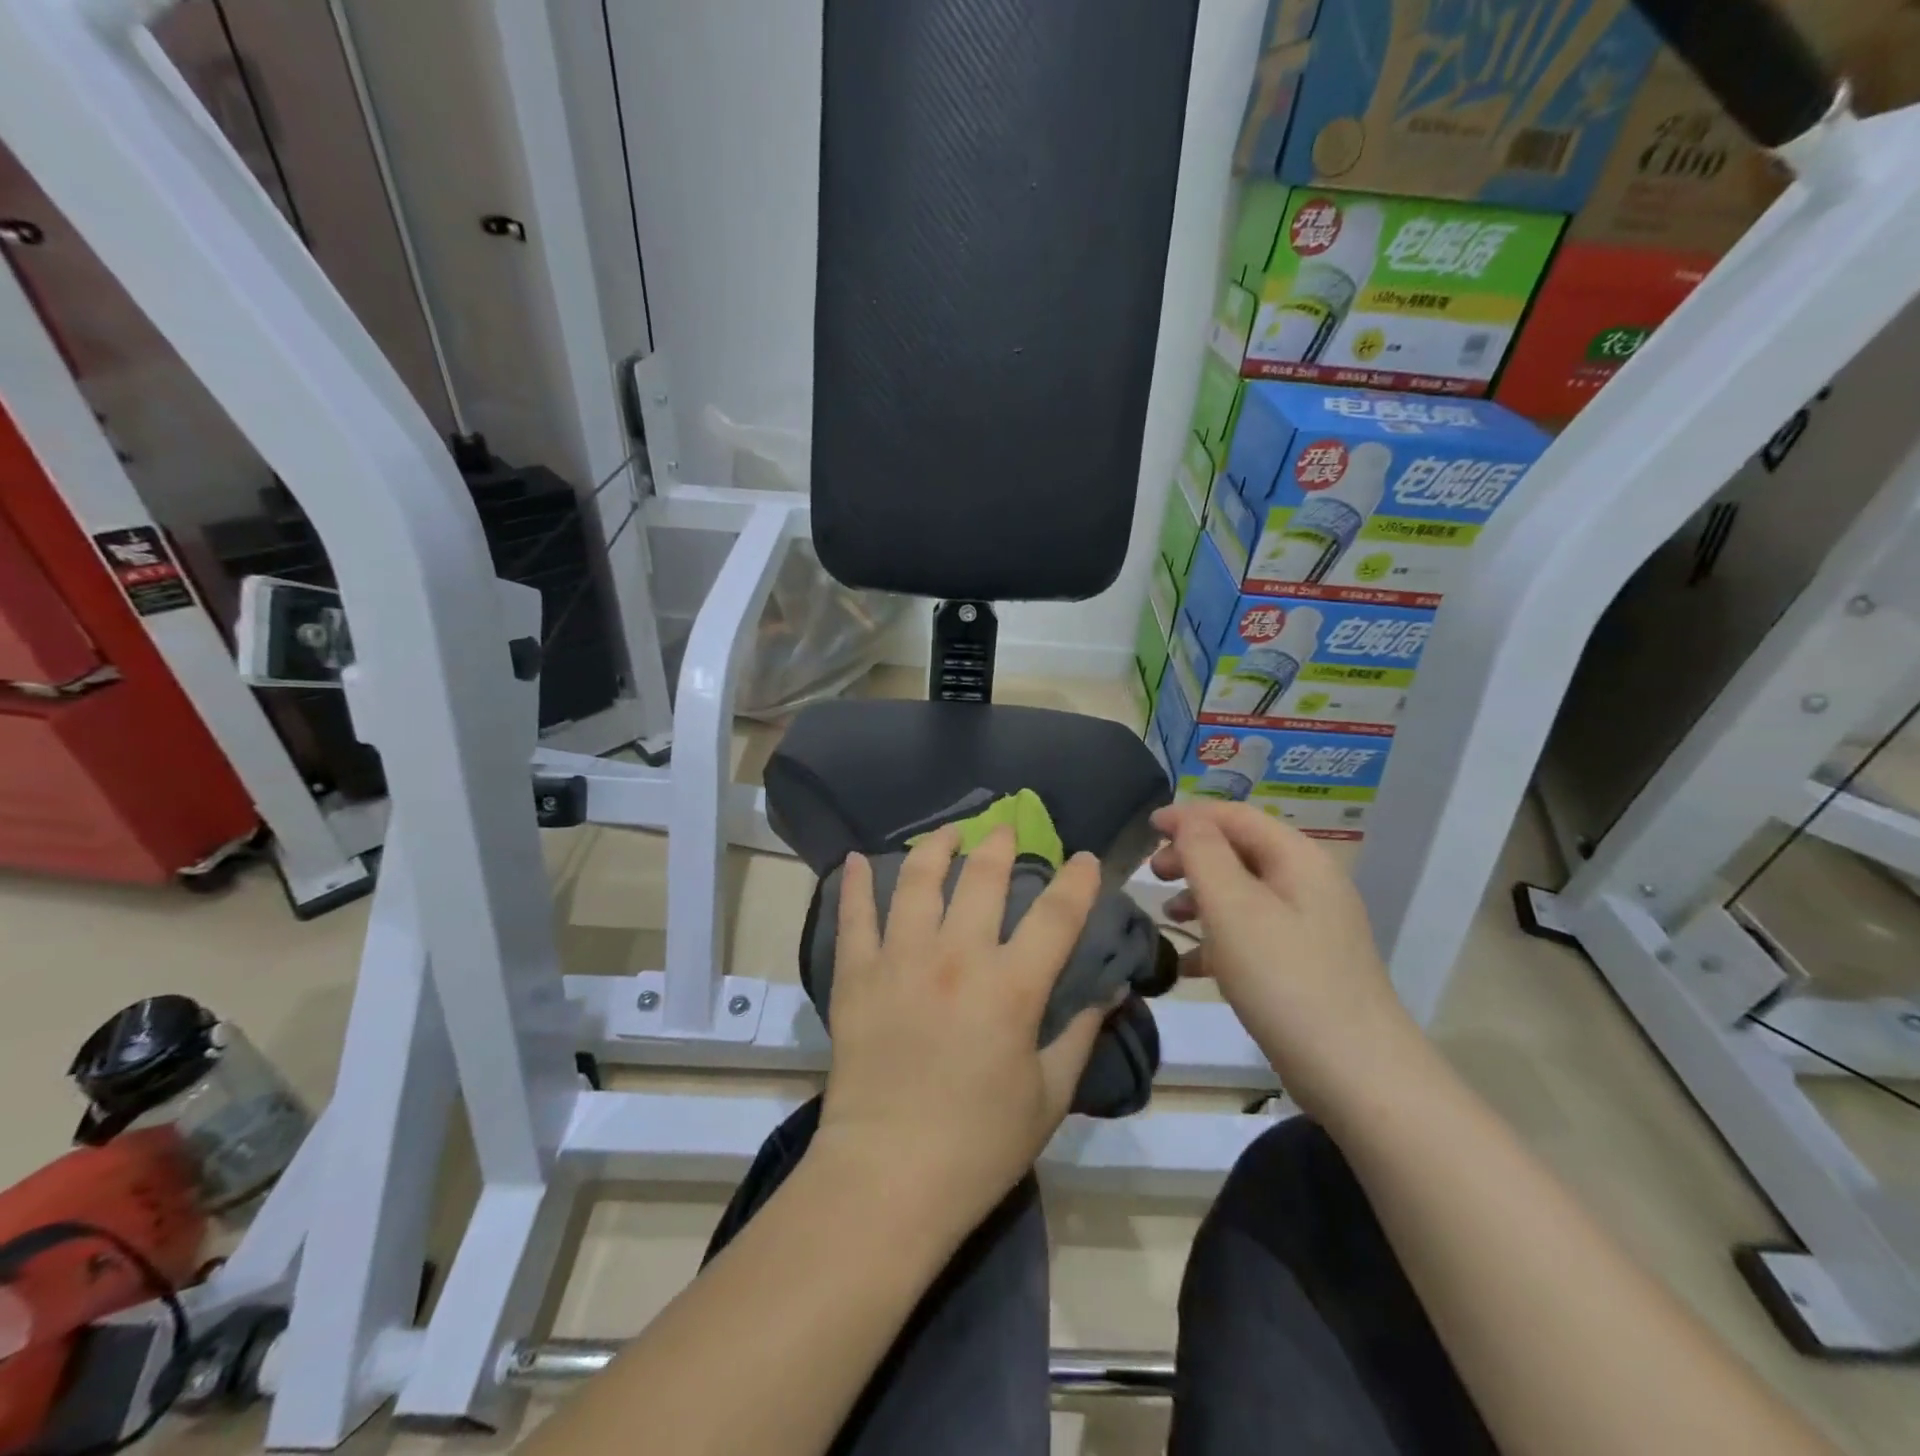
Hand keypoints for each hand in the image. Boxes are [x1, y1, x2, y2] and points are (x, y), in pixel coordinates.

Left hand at [813, 825, 1108, 1234]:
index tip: (1083, 859)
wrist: (888, 1176)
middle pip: (983, 879)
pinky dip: (857, 884)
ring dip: (937, 847)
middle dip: (1001, 845)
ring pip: (919, 881)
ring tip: (948, 833)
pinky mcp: (856, 975)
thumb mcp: (1049, 1095)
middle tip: (1006, 829)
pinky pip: (854, 916)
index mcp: (1010, 987)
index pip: (1056, 915)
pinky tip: (858, 860)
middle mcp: (956, 957)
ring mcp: (900, 960)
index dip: (1076, 880)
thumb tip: (1112, 988)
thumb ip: (1080, 1033)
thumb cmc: (979, 1145)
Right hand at [1150, 801, 1416, 1116]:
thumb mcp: (1233, 907)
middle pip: (1239, 850)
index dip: (1188, 816)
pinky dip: (1219, 937)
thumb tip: (1186, 819)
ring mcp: (1310, 926)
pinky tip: (1191, 965)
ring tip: (1168, 918)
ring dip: (1201, 896)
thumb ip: (1203, 853)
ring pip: (1243, 893)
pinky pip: (1253, 933)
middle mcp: (1309, 883)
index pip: (1235, 816)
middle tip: (1153, 877)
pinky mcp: (1306, 964)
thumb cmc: (1285, 979)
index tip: (1145, 829)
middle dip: (1192, 857)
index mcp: (1297, 858)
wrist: (1357, 1075)